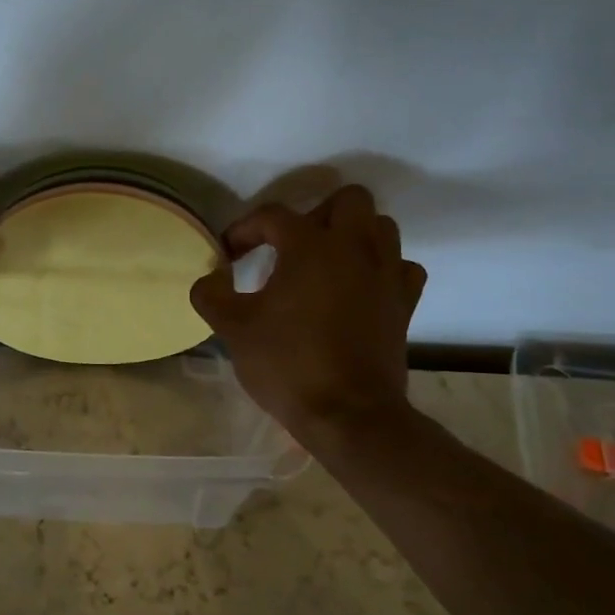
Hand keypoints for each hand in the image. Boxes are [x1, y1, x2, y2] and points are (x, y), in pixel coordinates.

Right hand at [189, 186, 426, 436]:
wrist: (348, 414)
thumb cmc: (287, 364)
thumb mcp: (233, 329)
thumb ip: (211, 294)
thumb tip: (210, 278)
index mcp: (310, 246)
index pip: (273, 215)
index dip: (245, 229)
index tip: (229, 254)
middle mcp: (354, 247)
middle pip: (347, 200)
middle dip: (315, 214)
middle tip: (289, 246)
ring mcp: (386, 273)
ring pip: (380, 226)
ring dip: (352, 235)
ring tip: (324, 263)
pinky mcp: (405, 302)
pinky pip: (400, 266)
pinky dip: (381, 268)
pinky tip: (358, 288)